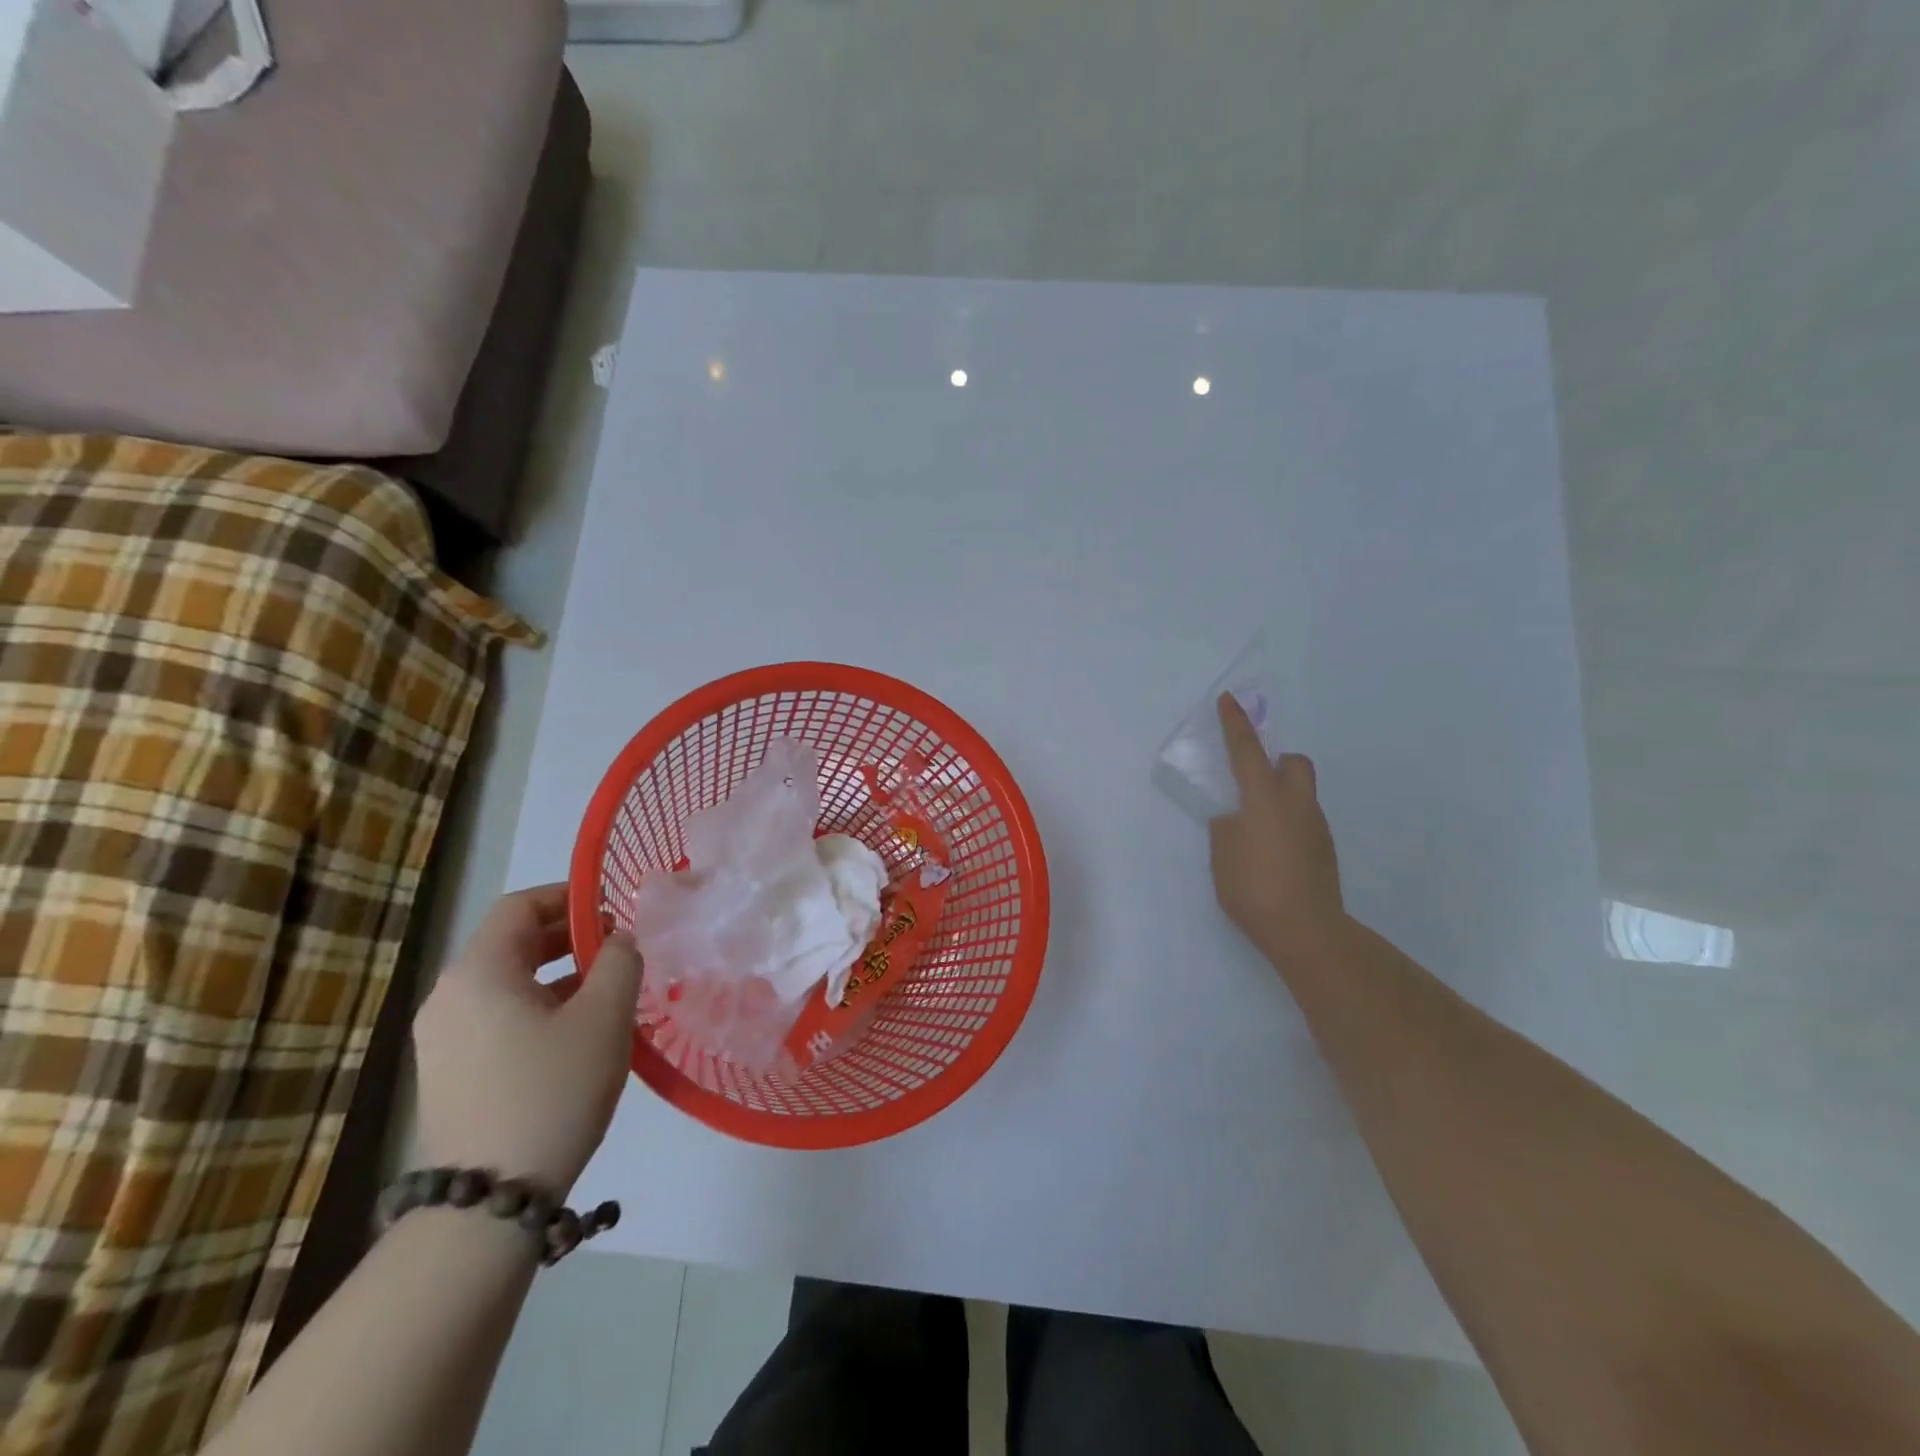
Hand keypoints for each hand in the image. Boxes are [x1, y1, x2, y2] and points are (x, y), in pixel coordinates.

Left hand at [411, 884, 642, 1195]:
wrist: (489, 1201)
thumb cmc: (552, 1091)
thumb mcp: (604, 1017)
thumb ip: (620, 961)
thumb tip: (618, 940)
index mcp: (478, 972)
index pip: (520, 906)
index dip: (569, 896)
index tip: (614, 907)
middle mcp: (449, 996)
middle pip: (511, 943)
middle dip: (569, 936)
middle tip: (619, 948)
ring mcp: (442, 1038)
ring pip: (507, 982)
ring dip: (558, 974)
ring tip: (608, 990)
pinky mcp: (449, 1073)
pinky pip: (498, 1017)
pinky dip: (539, 1007)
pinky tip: (578, 1032)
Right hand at [1209, 694, 1346, 969]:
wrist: (1305, 931)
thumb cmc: (1253, 887)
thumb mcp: (1222, 854)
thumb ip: (1226, 828)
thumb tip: (1236, 821)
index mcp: (1264, 798)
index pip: (1246, 750)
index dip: (1235, 723)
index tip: (1229, 699)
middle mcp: (1296, 804)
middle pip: (1295, 763)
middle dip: (1277, 760)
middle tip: (1254, 779)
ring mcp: (1316, 827)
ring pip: (1301, 794)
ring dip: (1280, 796)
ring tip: (1255, 829)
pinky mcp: (1324, 851)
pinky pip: (1304, 821)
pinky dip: (1287, 823)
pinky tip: (1272, 854)